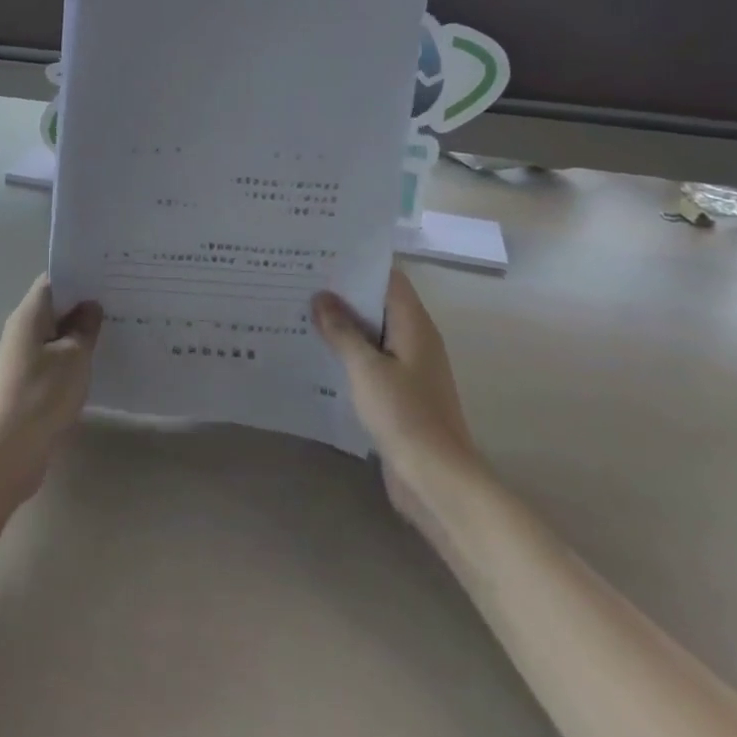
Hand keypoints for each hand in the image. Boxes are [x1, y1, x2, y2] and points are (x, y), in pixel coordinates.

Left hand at [0, 276, 102, 503]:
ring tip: (116, 329)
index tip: (108, 276)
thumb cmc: (43, 394)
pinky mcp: (27, 381)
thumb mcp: (74, 356)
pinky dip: (72, 355)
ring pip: (55, 333)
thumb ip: (84, 327)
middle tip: (121, 301)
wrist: (9, 450)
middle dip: (83, 303)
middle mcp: (21, 329)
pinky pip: (53, 357)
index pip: (52, 281)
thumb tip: (90, 305)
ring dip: (79, 332)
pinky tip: (96, 362)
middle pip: (54, 306)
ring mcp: (22, 357)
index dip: (79, 275)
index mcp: (29, 314)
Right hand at [312, 270, 484, 531]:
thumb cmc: (405, 415)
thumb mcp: (366, 368)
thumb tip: (321, 296)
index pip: (388, 279)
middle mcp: (416, 341)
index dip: (358, 264)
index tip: (321, 256)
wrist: (436, 481)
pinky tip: (316, 355)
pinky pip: (370, 362)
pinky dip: (347, 354)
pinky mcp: (399, 395)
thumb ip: (342, 331)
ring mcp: (409, 369)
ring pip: (372, 335)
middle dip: (343, 294)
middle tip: (300, 281)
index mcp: (414, 326)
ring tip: (300, 312)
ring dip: (342, 326)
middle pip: (378, 304)